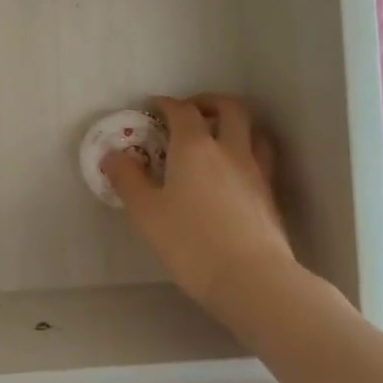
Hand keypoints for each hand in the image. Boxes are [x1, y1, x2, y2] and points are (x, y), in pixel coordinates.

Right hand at [103, 95, 297, 324]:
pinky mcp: (270, 196)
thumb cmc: (190, 242)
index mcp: (195, 147)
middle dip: (208, 102)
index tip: (154, 107)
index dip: (167, 104)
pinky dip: (247, 153)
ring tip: (218, 138)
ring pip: (254, 131)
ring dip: (235, 125)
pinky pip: (262, 159)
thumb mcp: (146, 213)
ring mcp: (256, 171)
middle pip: (229, 108)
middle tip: (191, 113)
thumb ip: (127, 179)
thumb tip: (112, 156)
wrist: (252, 279)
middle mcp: (229, 150)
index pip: (182, 110)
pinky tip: (234, 174)